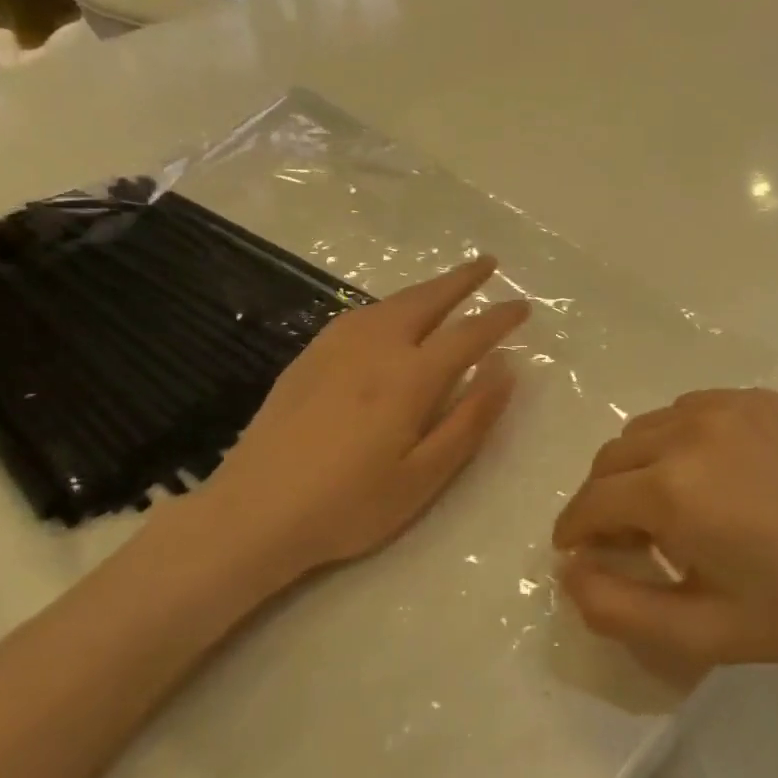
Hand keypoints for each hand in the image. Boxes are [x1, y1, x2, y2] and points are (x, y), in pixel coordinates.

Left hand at [148, 255, 528, 602]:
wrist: (253, 514)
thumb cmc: (349, 505)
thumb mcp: (424, 476)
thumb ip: (469, 419)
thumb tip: (504, 368)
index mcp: (410, 377)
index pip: (468, 334)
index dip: (500, 318)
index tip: (524, 306)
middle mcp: (376, 347)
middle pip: (428, 300)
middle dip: (463, 279)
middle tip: (489, 263)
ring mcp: (336, 347)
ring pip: (392, 302)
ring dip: (427, 288)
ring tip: (448, 284)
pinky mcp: (309, 357)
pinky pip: (361, 314)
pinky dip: (391, 303)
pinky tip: (390, 314)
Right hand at [553, 388, 777, 682]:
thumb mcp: (702, 632)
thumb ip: (617, 608)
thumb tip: (568, 571)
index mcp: (672, 489)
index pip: (591, 502)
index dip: (574, 531)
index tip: (578, 554)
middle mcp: (689, 430)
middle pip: (611, 458)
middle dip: (604, 499)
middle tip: (629, 541)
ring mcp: (727, 405)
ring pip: (647, 428)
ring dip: (639, 466)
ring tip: (672, 508)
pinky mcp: (758, 398)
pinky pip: (689, 411)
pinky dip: (678, 440)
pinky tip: (713, 476)